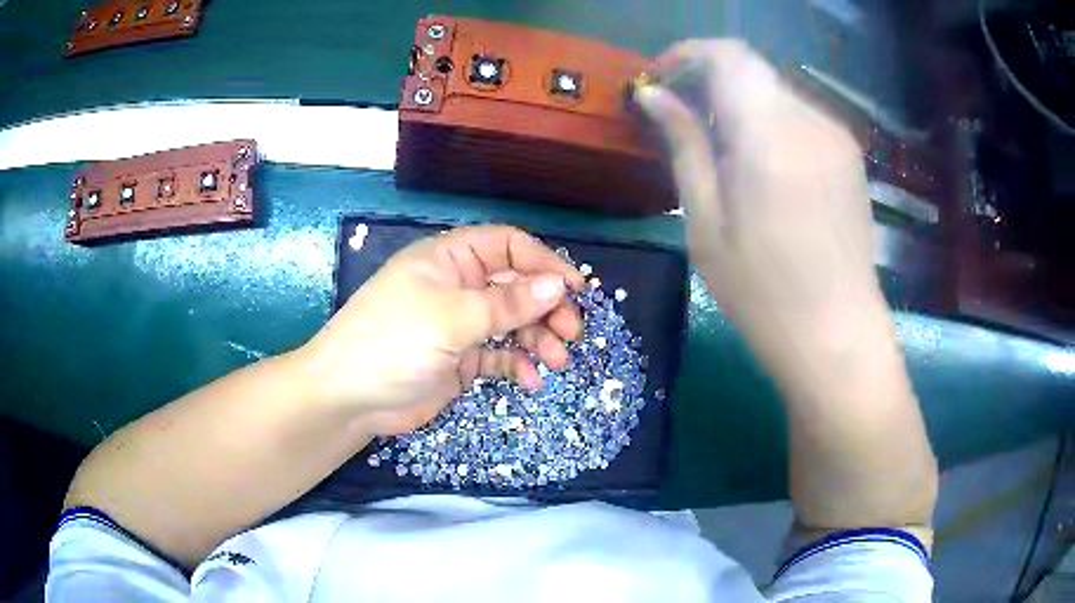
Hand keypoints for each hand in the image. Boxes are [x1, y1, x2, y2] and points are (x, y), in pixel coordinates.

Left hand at [298, 226, 584, 435]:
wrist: (349, 399)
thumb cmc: (392, 342)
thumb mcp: (450, 318)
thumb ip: (506, 304)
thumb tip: (559, 284)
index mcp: (449, 260)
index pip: (507, 246)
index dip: (544, 263)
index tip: (576, 288)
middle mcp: (457, 286)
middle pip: (515, 286)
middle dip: (546, 307)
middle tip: (572, 333)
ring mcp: (459, 324)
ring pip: (512, 322)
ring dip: (538, 339)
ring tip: (557, 361)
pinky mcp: (460, 359)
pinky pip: (498, 355)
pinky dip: (517, 364)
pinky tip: (530, 380)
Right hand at [634, 41, 884, 363]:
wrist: (838, 336)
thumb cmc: (764, 295)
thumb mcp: (707, 226)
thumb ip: (685, 148)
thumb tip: (655, 97)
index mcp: (770, 139)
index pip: (727, 56)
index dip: (686, 54)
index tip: (660, 79)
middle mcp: (810, 123)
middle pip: (750, 69)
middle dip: (709, 79)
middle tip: (681, 119)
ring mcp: (836, 137)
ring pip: (774, 90)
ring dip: (739, 102)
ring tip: (719, 147)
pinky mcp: (849, 154)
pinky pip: (799, 114)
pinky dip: (769, 120)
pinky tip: (760, 163)